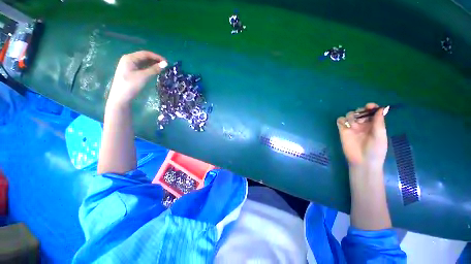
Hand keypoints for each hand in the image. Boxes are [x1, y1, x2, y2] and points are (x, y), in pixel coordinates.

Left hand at [107, 51, 166, 105]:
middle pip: (144, 57)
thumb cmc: (131, 85)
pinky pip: (141, 67)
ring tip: (162, 68)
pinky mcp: (130, 72)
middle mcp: (128, 59)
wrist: (120, 97)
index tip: (167, 62)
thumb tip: (165, 64)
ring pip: (143, 62)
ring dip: (152, 64)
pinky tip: (154, 71)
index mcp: (130, 58)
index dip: (157, 57)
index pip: (145, 54)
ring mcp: (129, 66)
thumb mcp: (143, 76)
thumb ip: (154, 69)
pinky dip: (149, 68)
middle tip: (165, 66)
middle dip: (155, 60)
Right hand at [336, 103, 387, 168]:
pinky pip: (340, 121)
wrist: (363, 161)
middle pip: (359, 111)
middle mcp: (362, 124)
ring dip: (351, 116)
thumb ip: (379, 122)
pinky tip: (345, 125)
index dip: (370, 107)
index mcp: (374, 124)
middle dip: (360, 111)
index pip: (371, 111)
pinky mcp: (342, 131)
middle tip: (361, 118)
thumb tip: (381, 108)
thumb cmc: (375, 150)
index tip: (370, 106)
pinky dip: (341, 120)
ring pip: (349, 115)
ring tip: (353, 125)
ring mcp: (352, 127)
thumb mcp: (380, 136)